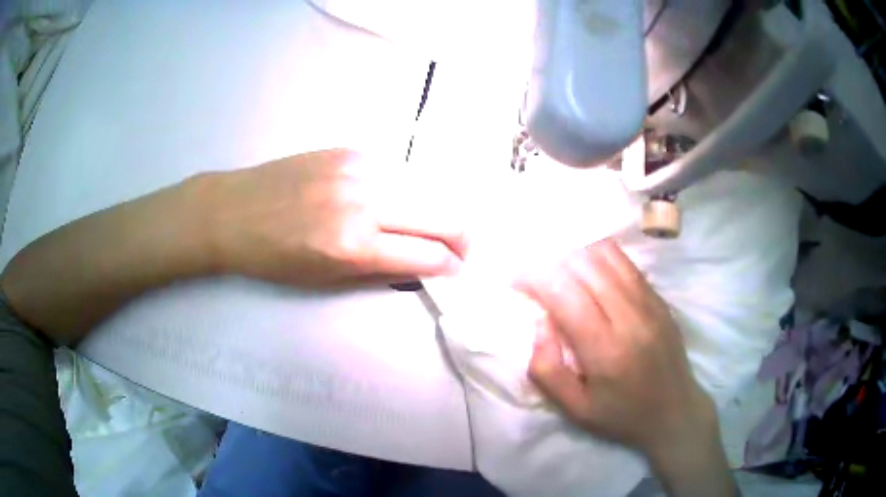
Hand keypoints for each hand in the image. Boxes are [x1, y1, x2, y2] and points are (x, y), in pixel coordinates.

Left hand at [198, 149, 467, 287]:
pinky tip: (391, 201)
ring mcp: (359, 168)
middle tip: (459, 249)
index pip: (429, 254)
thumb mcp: (325, 280)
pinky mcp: (349, 149)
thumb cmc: (273, 258)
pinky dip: (404, 190)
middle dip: (461, 236)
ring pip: (425, 188)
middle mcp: (365, 201)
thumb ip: (379, 271)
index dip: (451, 266)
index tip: (455, 271)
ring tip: (427, 226)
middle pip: (443, 213)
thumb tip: (421, 266)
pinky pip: (395, 171)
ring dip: (434, 210)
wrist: (232, 211)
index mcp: (354, 245)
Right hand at [518, 240, 736, 496]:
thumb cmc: (622, 415)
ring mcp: (650, 302)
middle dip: (552, 261)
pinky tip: (589, 271)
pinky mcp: (659, 298)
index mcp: (606, 350)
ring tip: (561, 270)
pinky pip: (626, 262)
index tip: (518, 280)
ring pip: (607, 254)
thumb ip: (547, 370)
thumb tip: (541, 323)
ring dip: (576, 254)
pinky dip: (600, 257)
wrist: (675, 411)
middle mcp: (631, 317)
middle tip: (537, 276)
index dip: (536, 277)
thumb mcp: (575, 410)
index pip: (566, 294)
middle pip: (585, 264)